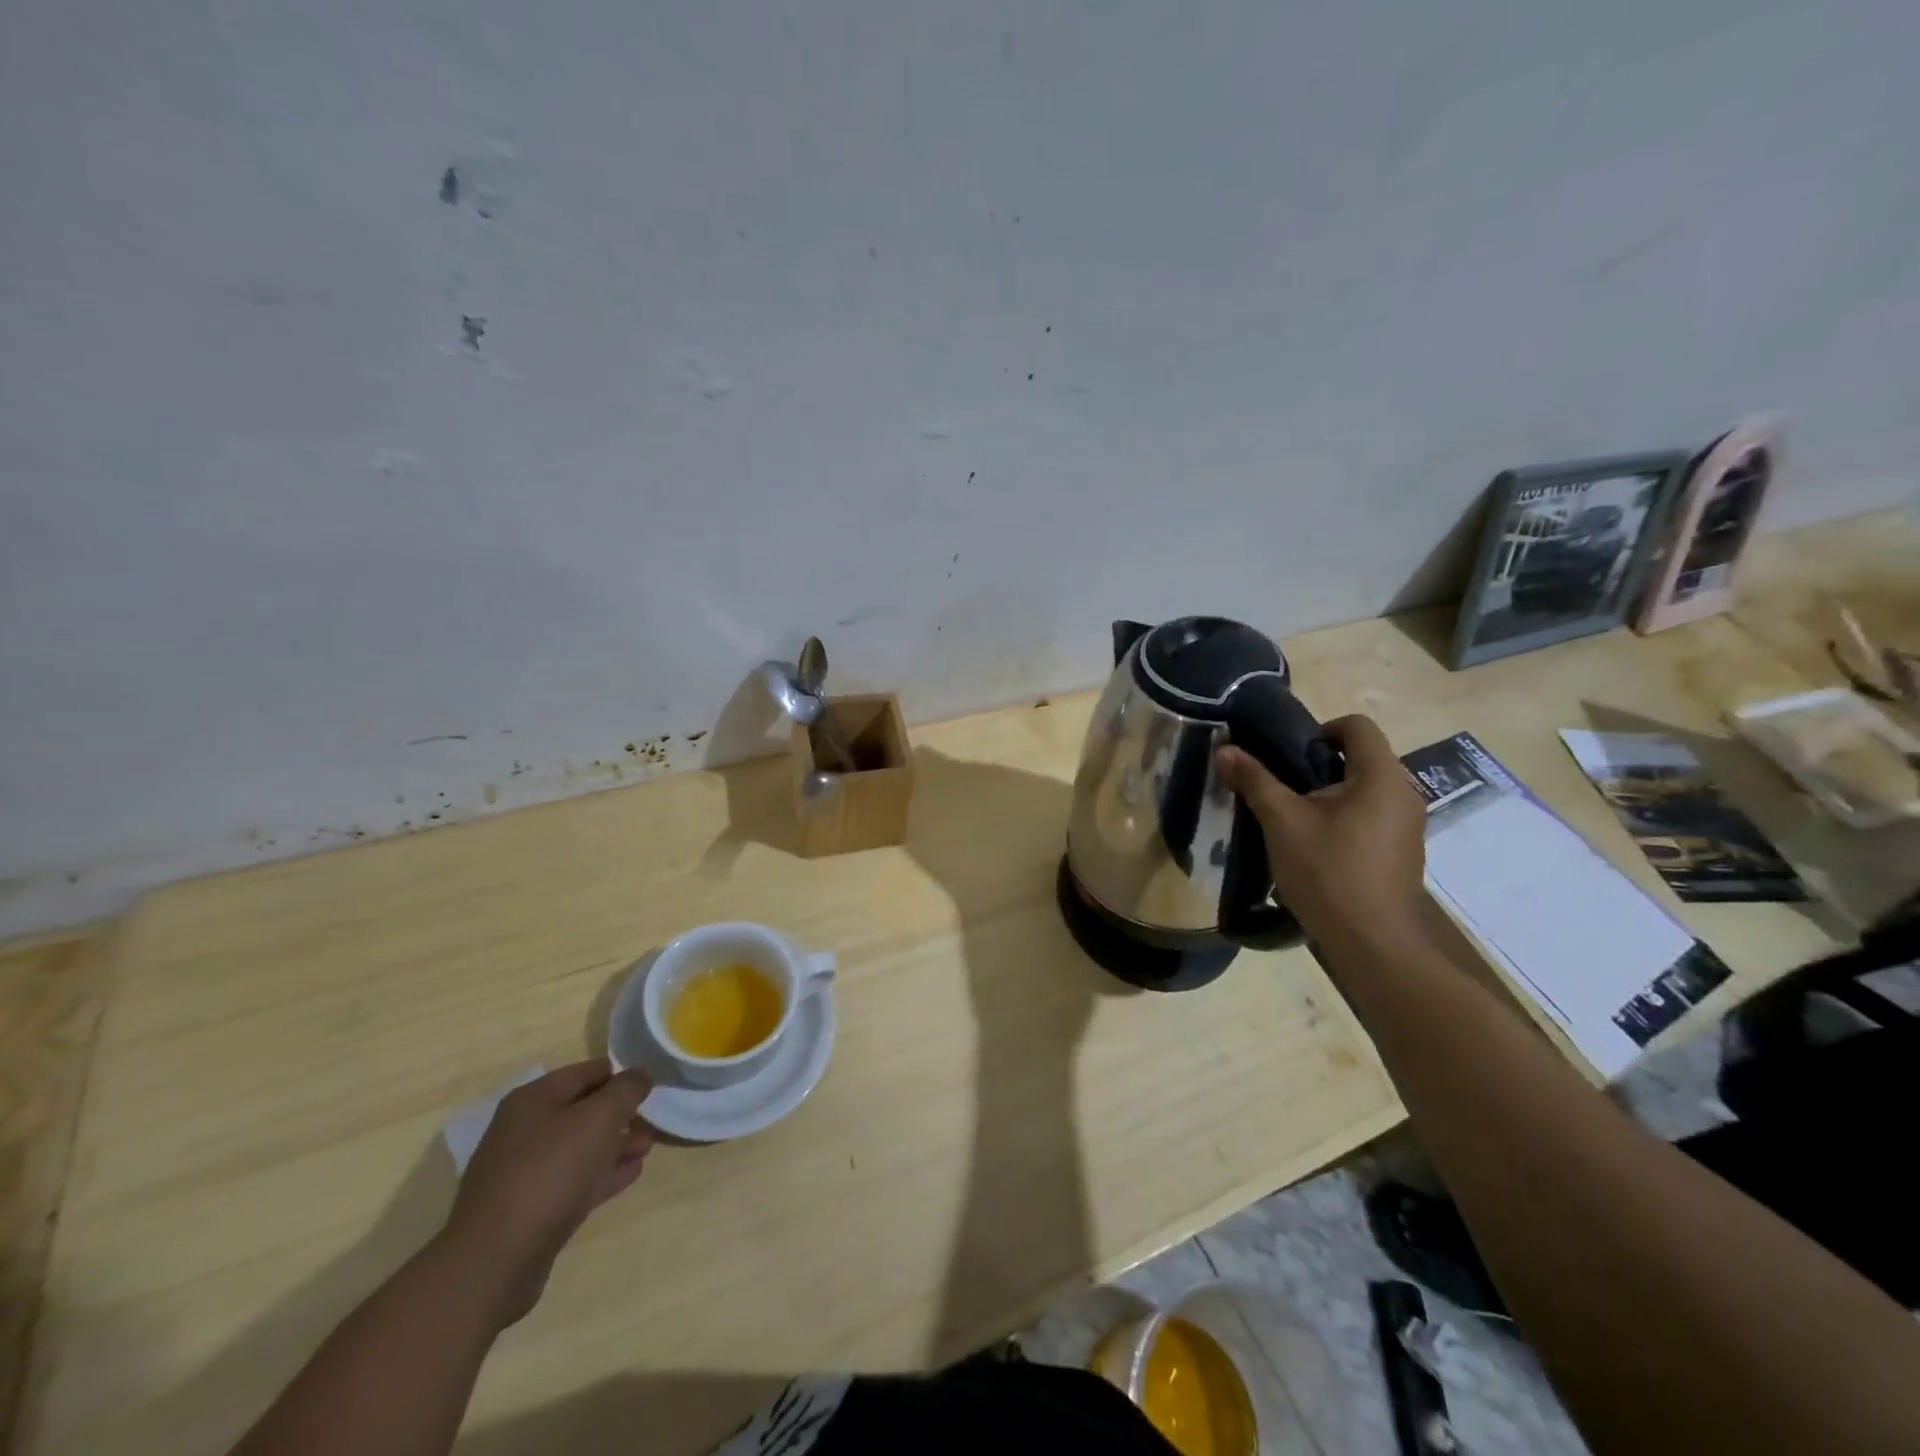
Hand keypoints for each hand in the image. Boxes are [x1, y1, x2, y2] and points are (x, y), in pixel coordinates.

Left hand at [441, 1059, 653, 1325]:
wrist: (495, 1261)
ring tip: (646, 1149)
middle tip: (651, 1122)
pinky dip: (601, 1174)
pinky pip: (573, 1180)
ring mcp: (522, 1172)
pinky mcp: (528, 1209)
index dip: (620, 1075)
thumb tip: (640, 1076)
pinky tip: (629, 1174)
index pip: (586, 1072)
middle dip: (619, 1115)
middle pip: (583, 1111)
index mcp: (532, 1100)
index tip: (650, 1085)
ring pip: (580, 1147)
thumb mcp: (599, 1118)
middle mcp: (523, 1130)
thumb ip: (626, 1089)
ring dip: (614, 1145)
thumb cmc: (550, 1172)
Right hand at [1216, 714, 1427, 954]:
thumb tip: (1225, 749)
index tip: (1287, 755)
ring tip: (1294, 820)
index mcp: (1381, 777)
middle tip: (1282, 788)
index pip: (1357, 726)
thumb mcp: (1282, 821)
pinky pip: (1373, 817)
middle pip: (1361, 758)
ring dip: (1330, 795)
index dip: (1319, 729)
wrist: (1371, 943)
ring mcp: (1409, 826)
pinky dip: (1345, 819)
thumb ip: (1255, 780)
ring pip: (1366, 790)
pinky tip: (1318, 848)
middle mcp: (1404, 794)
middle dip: (1318, 766)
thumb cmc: (1328, 871)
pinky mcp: (1404, 853)